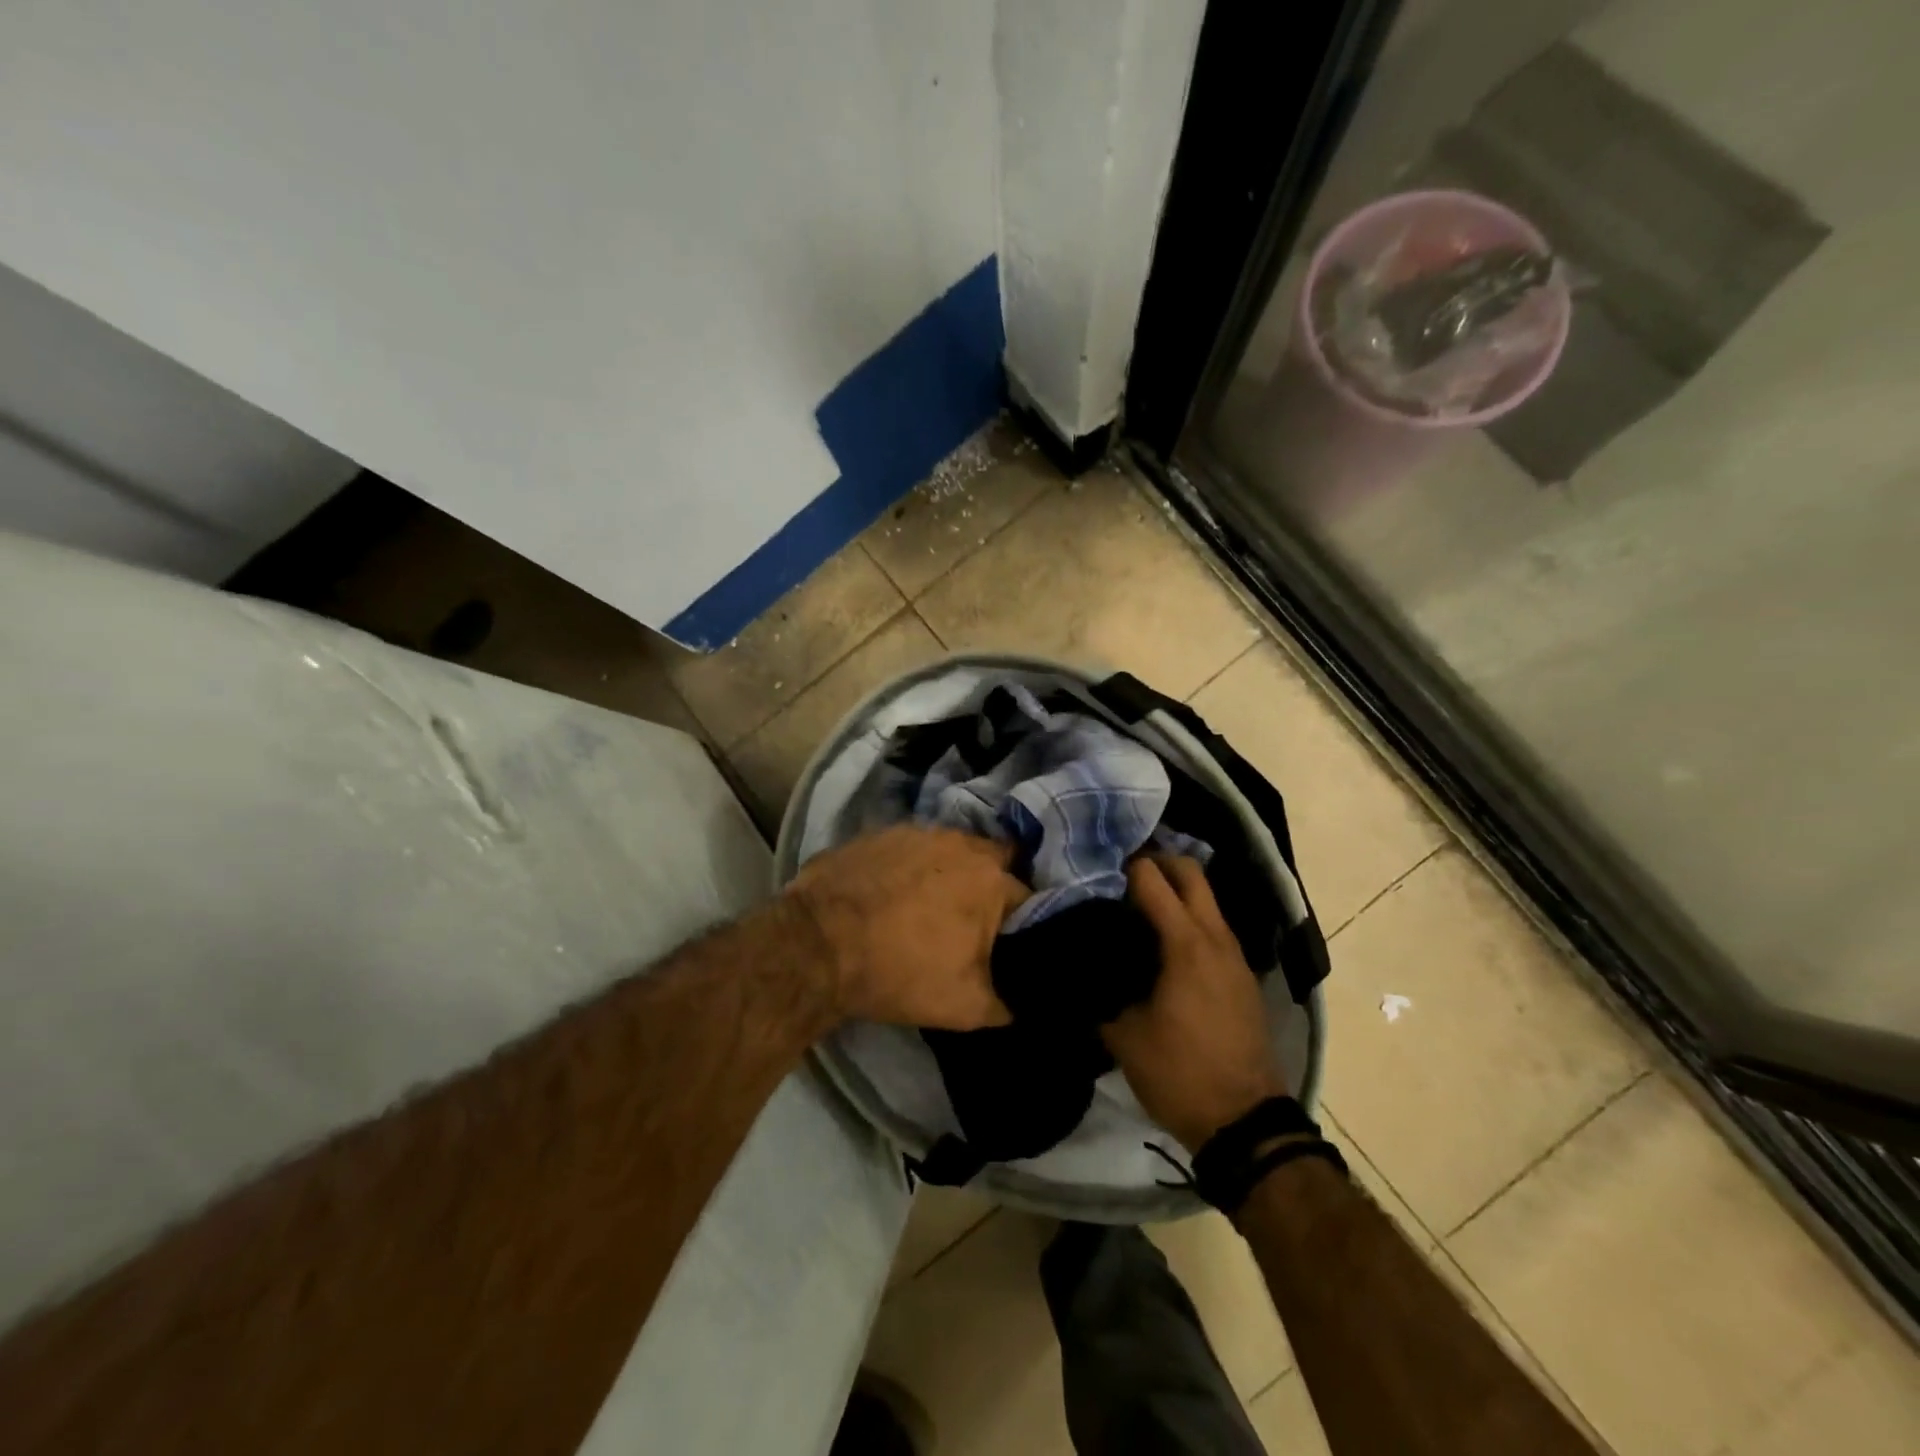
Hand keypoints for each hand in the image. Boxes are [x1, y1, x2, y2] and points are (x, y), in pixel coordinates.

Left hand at [785, 825, 1028, 1030]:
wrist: (817, 946)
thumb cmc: (900, 973)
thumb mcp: (965, 1008)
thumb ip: (1004, 1004)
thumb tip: (1016, 1006)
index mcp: (991, 880)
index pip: (1028, 897)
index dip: (1024, 921)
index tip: (1013, 939)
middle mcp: (961, 844)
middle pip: (993, 860)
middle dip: (992, 883)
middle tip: (976, 915)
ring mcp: (917, 832)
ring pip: (951, 849)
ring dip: (951, 870)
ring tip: (933, 901)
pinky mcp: (880, 832)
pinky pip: (911, 847)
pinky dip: (911, 865)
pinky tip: (894, 889)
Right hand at [1104, 856, 1288, 1151]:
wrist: (1245, 1122)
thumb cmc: (1180, 1074)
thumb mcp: (1124, 1035)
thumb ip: (1100, 990)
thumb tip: (1079, 966)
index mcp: (1186, 945)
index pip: (1152, 880)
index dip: (1121, 868)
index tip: (1093, 871)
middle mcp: (1216, 938)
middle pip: (1190, 872)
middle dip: (1156, 862)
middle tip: (1119, 875)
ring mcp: (1235, 955)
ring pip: (1206, 898)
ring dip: (1175, 890)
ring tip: (1134, 906)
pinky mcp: (1242, 975)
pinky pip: (1213, 926)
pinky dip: (1188, 917)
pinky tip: (1161, 942)